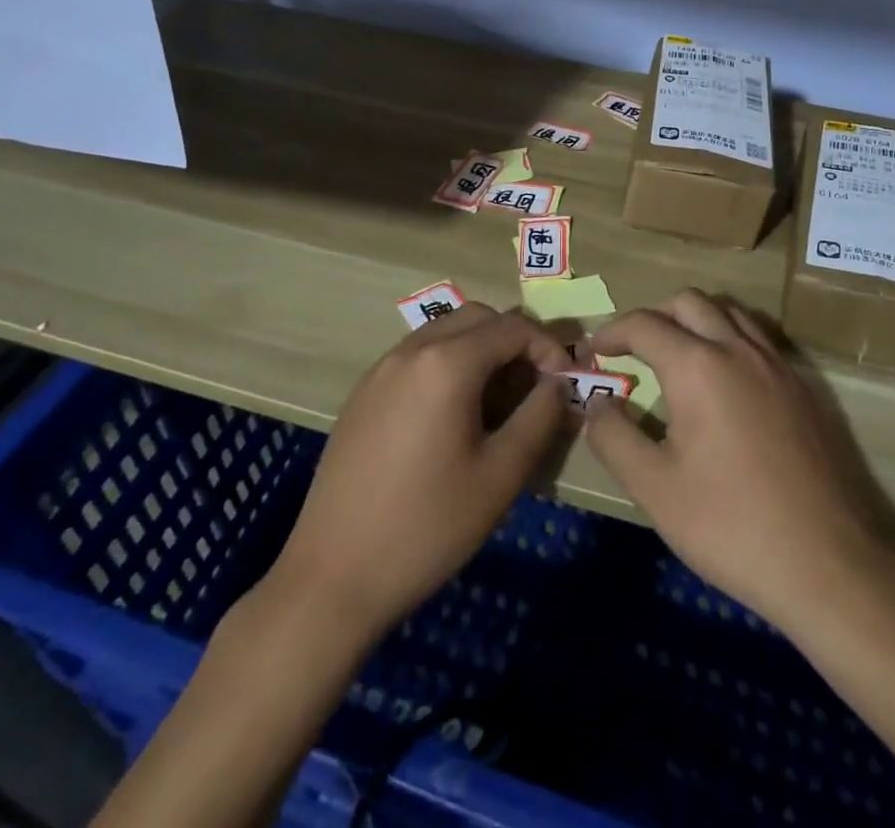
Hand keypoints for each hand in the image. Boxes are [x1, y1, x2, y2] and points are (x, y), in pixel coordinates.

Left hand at [268, 303, 574, 640]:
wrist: (332, 577)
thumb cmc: (427, 526)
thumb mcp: (501, 475)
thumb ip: (540, 416)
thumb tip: (558, 383)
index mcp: (447, 363)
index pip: (513, 327)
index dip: (547, 347)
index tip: (562, 384)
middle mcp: (411, 350)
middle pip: (477, 317)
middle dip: (513, 341)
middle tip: (532, 386)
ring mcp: (381, 369)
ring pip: (445, 331)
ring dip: (480, 349)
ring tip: (495, 402)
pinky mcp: (363, 393)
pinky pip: (417, 356)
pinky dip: (447, 364)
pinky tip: (451, 416)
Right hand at [583, 290, 890, 635]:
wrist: (830, 562)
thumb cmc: (731, 526)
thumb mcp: (655, 489)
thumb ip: (614, 437)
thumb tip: (595, 403)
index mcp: (698, 366)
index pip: (644, 325)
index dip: (611, 333)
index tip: (593, 352)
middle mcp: (738, 349)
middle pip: (688, 302)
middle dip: (654, 316)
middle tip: (633, 349)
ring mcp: (777, 364)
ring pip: (729, 312)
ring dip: (695, 320)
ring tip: (678, 357)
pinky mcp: (804, 386)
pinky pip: (758, 337)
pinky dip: (730, 338)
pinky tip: (726, 382)